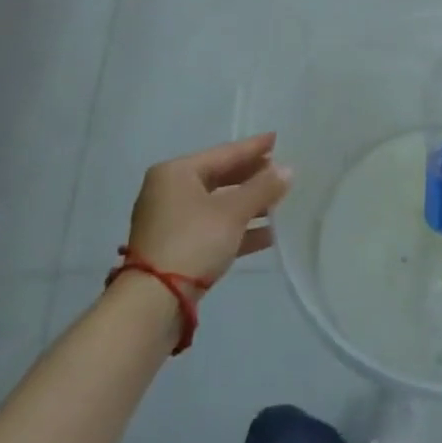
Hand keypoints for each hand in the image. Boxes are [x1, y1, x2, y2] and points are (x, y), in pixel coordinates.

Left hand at [126, 134, 292, 283]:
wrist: (153, 303)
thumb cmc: (193, 241)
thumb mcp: (232, 212)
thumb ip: (262, 188)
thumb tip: (288, 170)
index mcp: (176, 172)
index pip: (223, 153)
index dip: (253, 147)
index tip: (277, 139)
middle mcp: (169, 191)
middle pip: (219, 178)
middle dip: (252, 178)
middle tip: (281, 172)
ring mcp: (171, 222)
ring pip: (218, 205)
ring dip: (248, 206)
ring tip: (280, 204)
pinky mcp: (176, 249)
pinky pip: (213, 229)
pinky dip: (238, 229)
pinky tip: (267, 235)